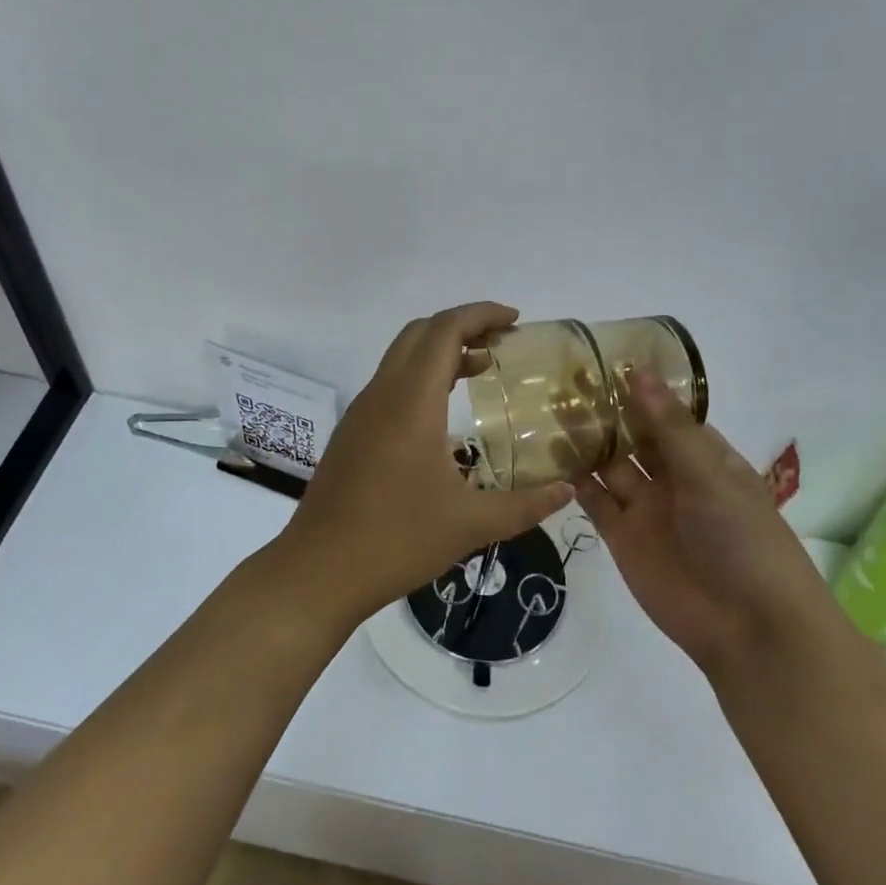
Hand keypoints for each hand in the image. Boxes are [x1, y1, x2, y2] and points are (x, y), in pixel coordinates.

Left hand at [276, 303, 572, 627]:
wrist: (318, 570)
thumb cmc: (397, 541)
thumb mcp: (471, 525)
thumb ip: (525, 505)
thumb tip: (567, 491)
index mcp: (411, 403)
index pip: (444, 330)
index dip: (480, 314)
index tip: (515, 321)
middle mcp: (382, 395)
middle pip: (420, 333)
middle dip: (462, 326)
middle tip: (502, 344)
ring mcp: (362, 412)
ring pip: (401, 356)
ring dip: (440, 351)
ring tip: (481, 370)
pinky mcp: (352, 432)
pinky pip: (390, 383)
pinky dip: (421, 376)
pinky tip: (444, 412)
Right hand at [574, 375, 829, 681]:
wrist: (748, 627)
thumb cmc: (743, 539)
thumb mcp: (709, 475)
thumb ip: (668, 427)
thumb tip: (639, 371)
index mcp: (704, 458)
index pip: (666, 414)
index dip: (638, 389)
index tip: (601, 360)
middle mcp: (673, 478)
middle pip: (633, 437)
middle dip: (604, 412)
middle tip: (563, 380)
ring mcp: (646, 509)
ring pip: (609, 466)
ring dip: (584, 442)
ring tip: (548, 409)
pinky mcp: (622, 538)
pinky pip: (594, 502)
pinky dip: (574, 481)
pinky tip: (549, 456)